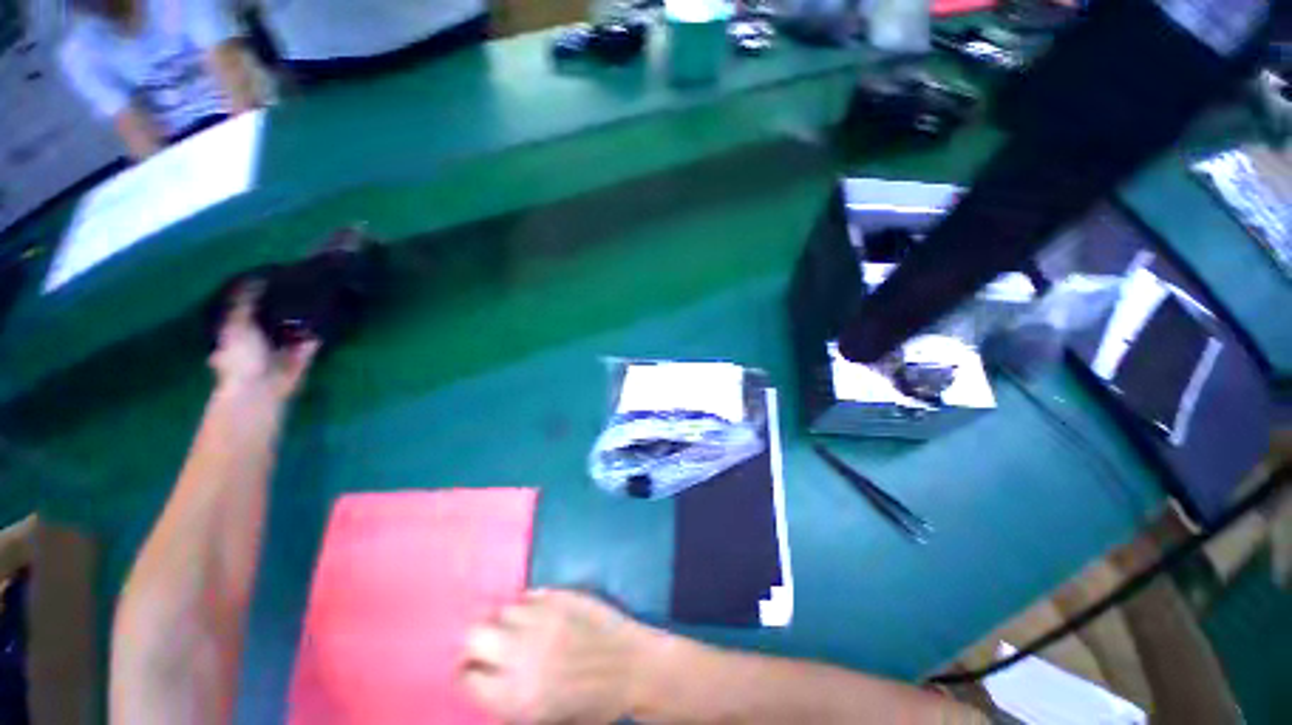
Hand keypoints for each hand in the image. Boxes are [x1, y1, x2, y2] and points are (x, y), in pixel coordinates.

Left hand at [209, 289, 318, 399]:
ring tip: (316, 296)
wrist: (262, 387)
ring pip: (294, 329)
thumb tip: (256, 277)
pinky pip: (313, 340)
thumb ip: (245, 302)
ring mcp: (283, 349)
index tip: (269, 279)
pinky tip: (327, 316)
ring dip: (303, 318)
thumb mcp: (237, 324)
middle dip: (282, 307)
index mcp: (237, 333)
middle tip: (297, 286)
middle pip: (272, 319)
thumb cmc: (241, 356)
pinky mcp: (303, 356)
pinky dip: (318, 331)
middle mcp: (259, 340)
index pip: (246, 310)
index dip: (254, 297)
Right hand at [461, 590, 664, 724]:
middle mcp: (522, 654)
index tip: (476, 670)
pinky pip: (532, 594)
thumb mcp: (544, 719)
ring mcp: (543, 619)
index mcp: (515, 695)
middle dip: (476, 642)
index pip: (467, 677)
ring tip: (519, 628)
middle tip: (489, 647)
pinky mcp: (562, 596)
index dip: (469, 673)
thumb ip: (508, 699)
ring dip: (506, 621)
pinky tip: (539, 614)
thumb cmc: (592, 705)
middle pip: (474, 635)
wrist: (633, 668)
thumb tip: (488, 678)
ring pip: (503, 609)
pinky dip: (530, 604)